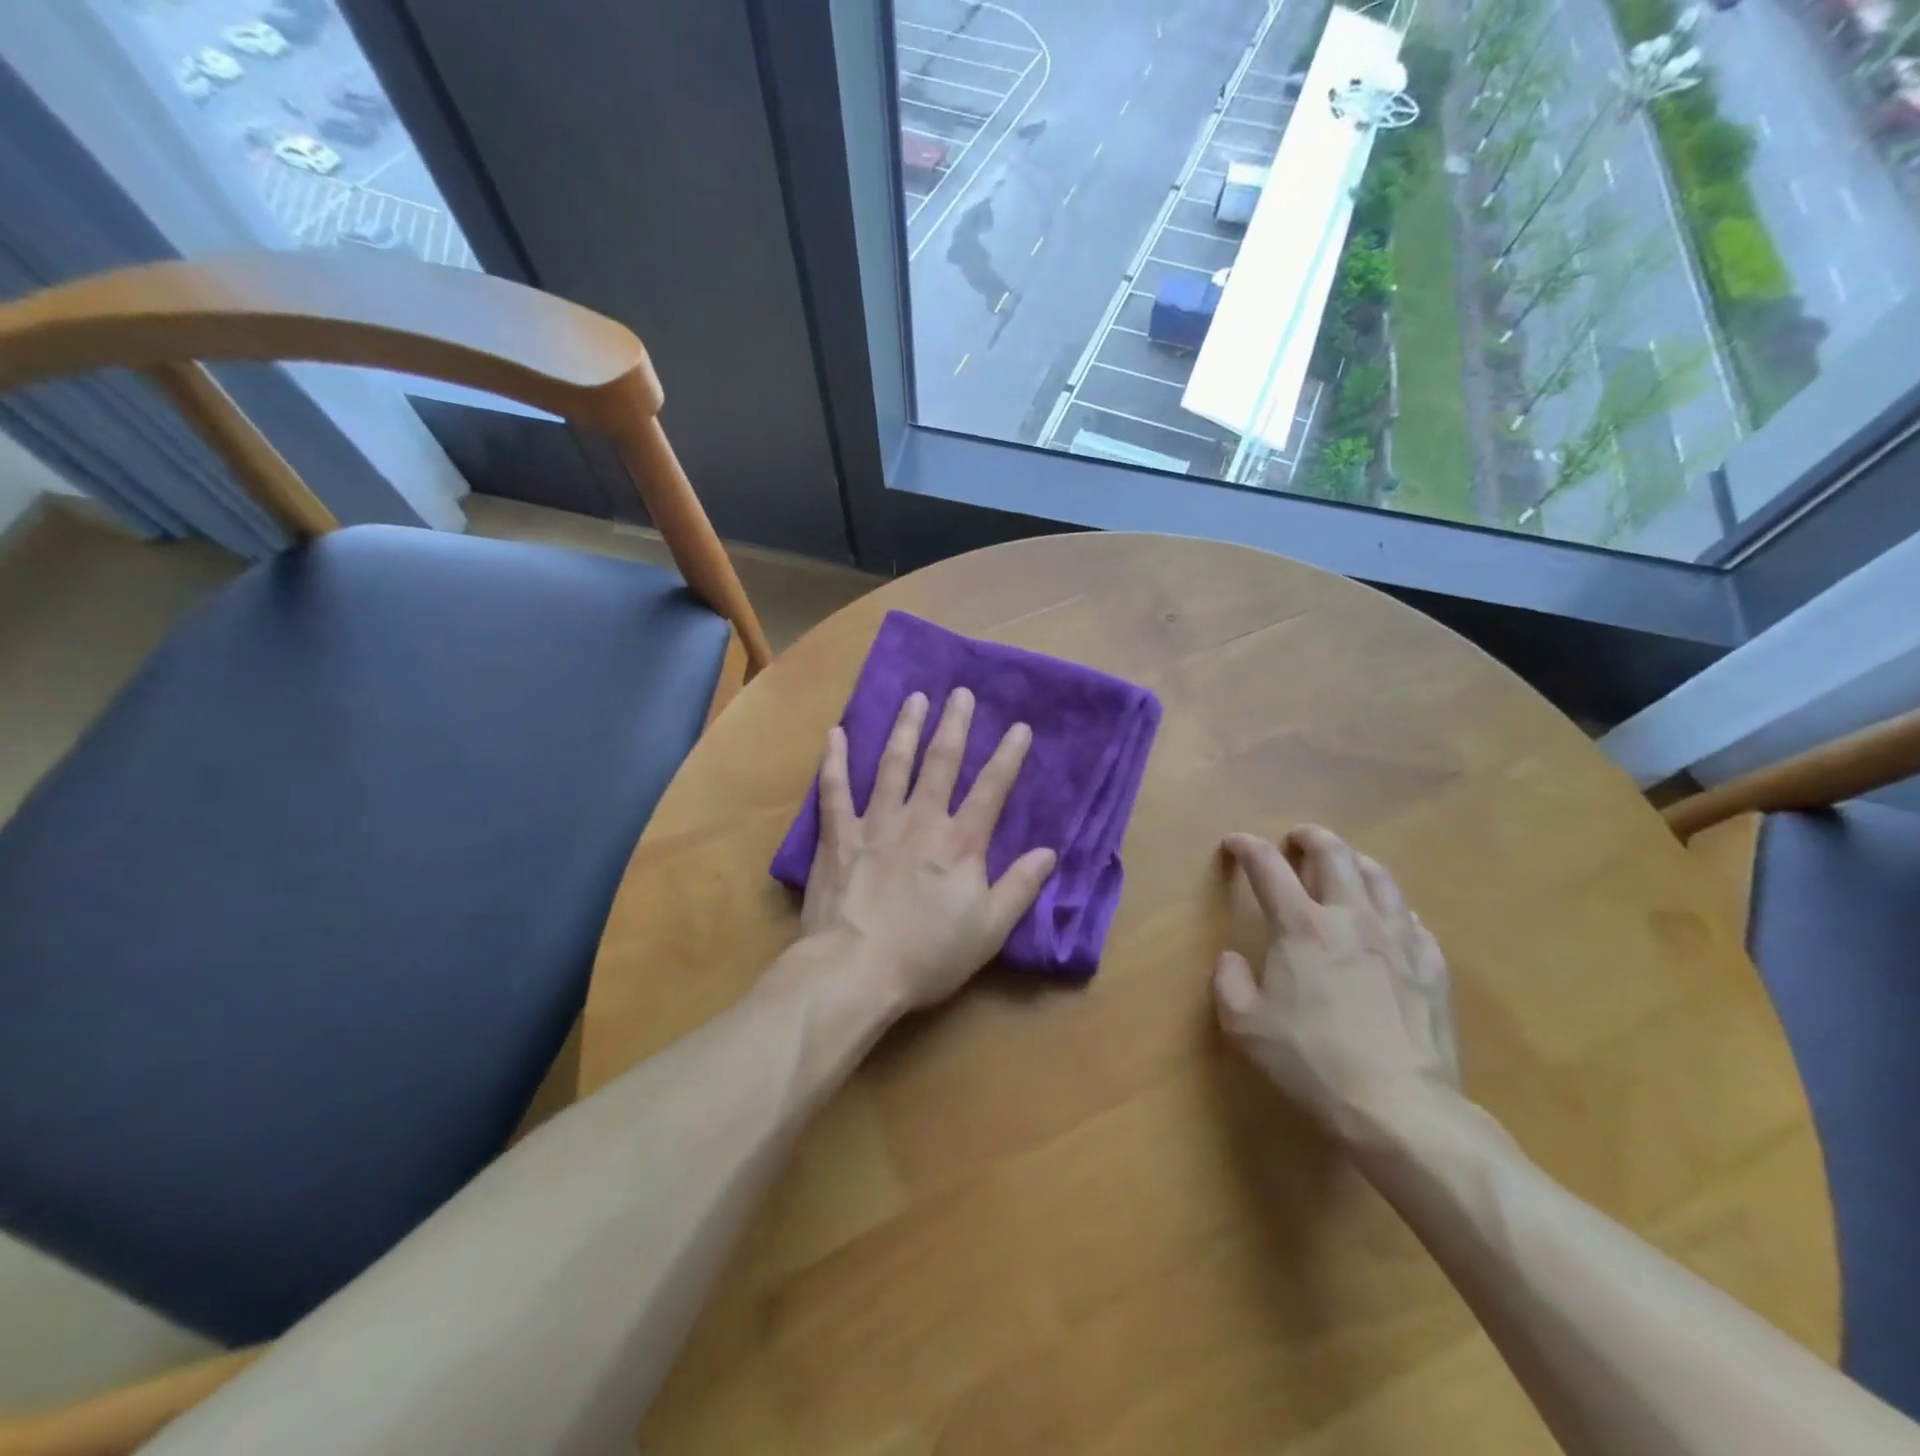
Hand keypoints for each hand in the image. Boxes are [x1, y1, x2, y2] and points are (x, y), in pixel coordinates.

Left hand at [800, 688, 1058, 1013]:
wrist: (856, 969)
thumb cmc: (927, 955)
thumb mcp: (989, 930)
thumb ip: (1020, 887)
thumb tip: (1049, 852)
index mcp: (960, 843)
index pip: (991, 789)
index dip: (1008, 756)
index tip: (1019, 727)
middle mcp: (920, 820)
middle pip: (941, 763)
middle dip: (954, 725)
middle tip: (961, 693)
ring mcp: (876, 823)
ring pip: (893, 765)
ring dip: (905, 729)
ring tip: (914, 698)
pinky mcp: (838, 835)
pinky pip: (834, 789)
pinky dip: (834, 760)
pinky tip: (836, 733)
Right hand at [1215, 827, 1460, 1141]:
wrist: (1400, 1109)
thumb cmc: (1311, 1063)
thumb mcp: (1244, 1026)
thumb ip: (1229, 982)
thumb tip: (1233, 959)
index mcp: (1300, 926)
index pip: (1268, 867)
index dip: (1247, 848)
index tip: (1235, 843)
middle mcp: (1350, 917)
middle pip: (1333, 854)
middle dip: (1310, 838)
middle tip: (1297, 840)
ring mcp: (1398, 939)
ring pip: (1380, 877)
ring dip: (1355, 861)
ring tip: (1346, 865)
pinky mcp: (1431, 966)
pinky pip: (1411, 918)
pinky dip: (1392, 908)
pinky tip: (1388, 921)